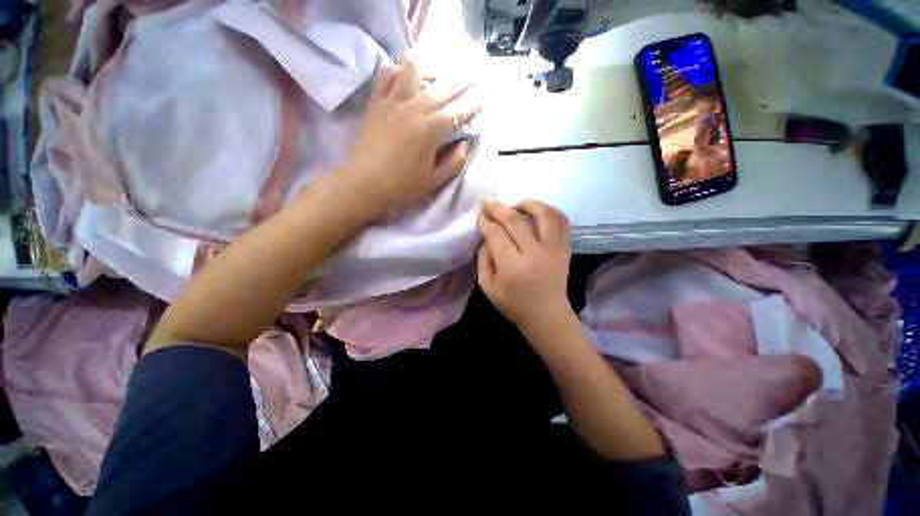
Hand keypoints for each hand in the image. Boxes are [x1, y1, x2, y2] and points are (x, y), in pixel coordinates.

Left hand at [333, 61, 476, 220]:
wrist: (364, 184)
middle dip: (460, 81)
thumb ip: (454, 162)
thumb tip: (465, 144)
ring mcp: (392, 102)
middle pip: (441, 88)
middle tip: (472, 75)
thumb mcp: (434, 181)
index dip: (471, 105)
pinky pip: (386, 75)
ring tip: (438, 74)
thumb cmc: (402, 186)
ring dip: (430, 70)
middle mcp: (413, 109)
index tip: (480, 98)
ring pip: (414, 71)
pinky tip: (406, 76)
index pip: (456, 112)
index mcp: (429, 131)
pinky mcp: (376, 102)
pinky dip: (399, 70)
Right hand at [477, 199, 572, 335]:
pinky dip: (550, 211)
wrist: (547, 316)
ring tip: (515, 206)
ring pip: (544, 214)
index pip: (496, 234)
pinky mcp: (565, 249)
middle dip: (498, 208)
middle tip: (488, 202)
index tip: (479, 216)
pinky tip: (537, 213)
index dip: (485, 221)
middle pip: (515, 220)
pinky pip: (562, 221)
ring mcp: (554, 250)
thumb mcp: (488, 287)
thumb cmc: (513, 304)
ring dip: (527, 204)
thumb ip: (483, 260)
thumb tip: (487, 237)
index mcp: (513, 267)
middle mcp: (535, 254)